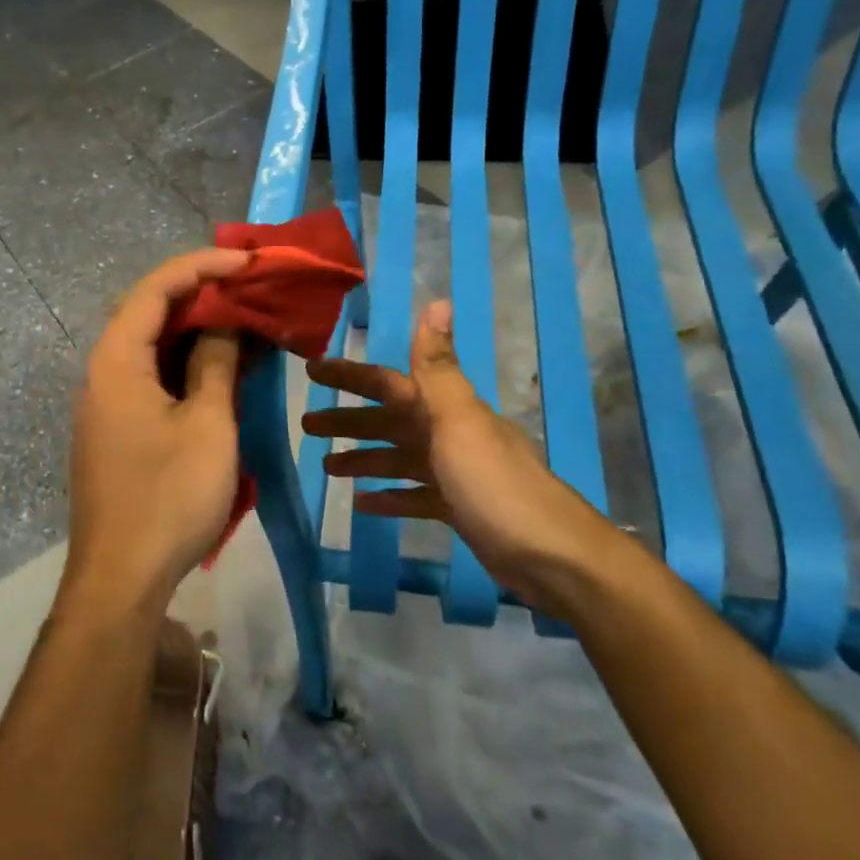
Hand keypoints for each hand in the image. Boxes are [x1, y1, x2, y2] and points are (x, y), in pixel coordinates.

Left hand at [63, 248, 251, 620]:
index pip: (156, 289)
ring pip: (152, 347)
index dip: (202, 265)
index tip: (248, 262)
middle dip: (200, 294)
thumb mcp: (207, 424)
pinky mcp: (117, 430)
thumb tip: (223, 325)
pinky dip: (186, 366)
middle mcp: (103, 373)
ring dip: (196, 331)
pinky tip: (222, 370)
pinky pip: (152, 378)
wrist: (122, 577)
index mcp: (116, 360)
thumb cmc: (168, 497)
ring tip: (244, 322)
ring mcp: (107, 403)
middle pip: (149, 312)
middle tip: (250, 288)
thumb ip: (215, 364)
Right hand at [304, 300, 632, 618]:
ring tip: (326, 467)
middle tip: (306, 425)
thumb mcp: (461, 424)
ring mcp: (456, 473)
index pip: (388, 383)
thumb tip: (438, 302)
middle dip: (348, 419)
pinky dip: (390, 496)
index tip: (311, 369)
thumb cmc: (496, 487)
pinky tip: (363, 504)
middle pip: (389, 420)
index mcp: (446, 410)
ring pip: (399, 458)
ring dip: (363, 458)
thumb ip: (439, 369)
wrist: (553, 557)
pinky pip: (416, 496)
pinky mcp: (460, 509)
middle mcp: (450, 434)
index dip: (350, 375)